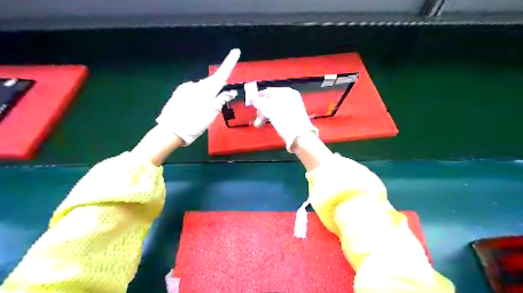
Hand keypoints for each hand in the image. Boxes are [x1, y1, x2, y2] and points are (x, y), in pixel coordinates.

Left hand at [155, 48, 240, 144]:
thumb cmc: (194, 124)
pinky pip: (192, 91)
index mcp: (206, 91)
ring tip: (202, 110)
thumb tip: (229, 91)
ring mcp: (185, 88)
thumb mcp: (211, 115)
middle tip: (217, 102)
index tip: (236, 51)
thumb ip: (220, 100)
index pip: (221, 74)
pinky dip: (196, 97)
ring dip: (206, 94)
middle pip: (211, 82)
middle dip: (217, 88)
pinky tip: (193, 108)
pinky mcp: (178, 92)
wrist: (170, 131)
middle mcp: (195, 85)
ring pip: (201, 88)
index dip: (229, 62)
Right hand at [250, 87, 316, 151]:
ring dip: (264, 115)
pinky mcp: (291, 117)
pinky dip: (271, 118)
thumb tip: (253, 98)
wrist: (299, 135)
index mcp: (286, 92)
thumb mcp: (269, 109)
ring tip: (259, 124)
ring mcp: (291, 107)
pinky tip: (266, 124)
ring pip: (273, 109)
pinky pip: (278, 114)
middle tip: (257, 116)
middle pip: (270, 101)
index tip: (251, 103)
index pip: (268, 91)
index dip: (258, 97)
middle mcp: (289, 98)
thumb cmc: (285, 120)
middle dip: (261, 109)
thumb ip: (259, 102)